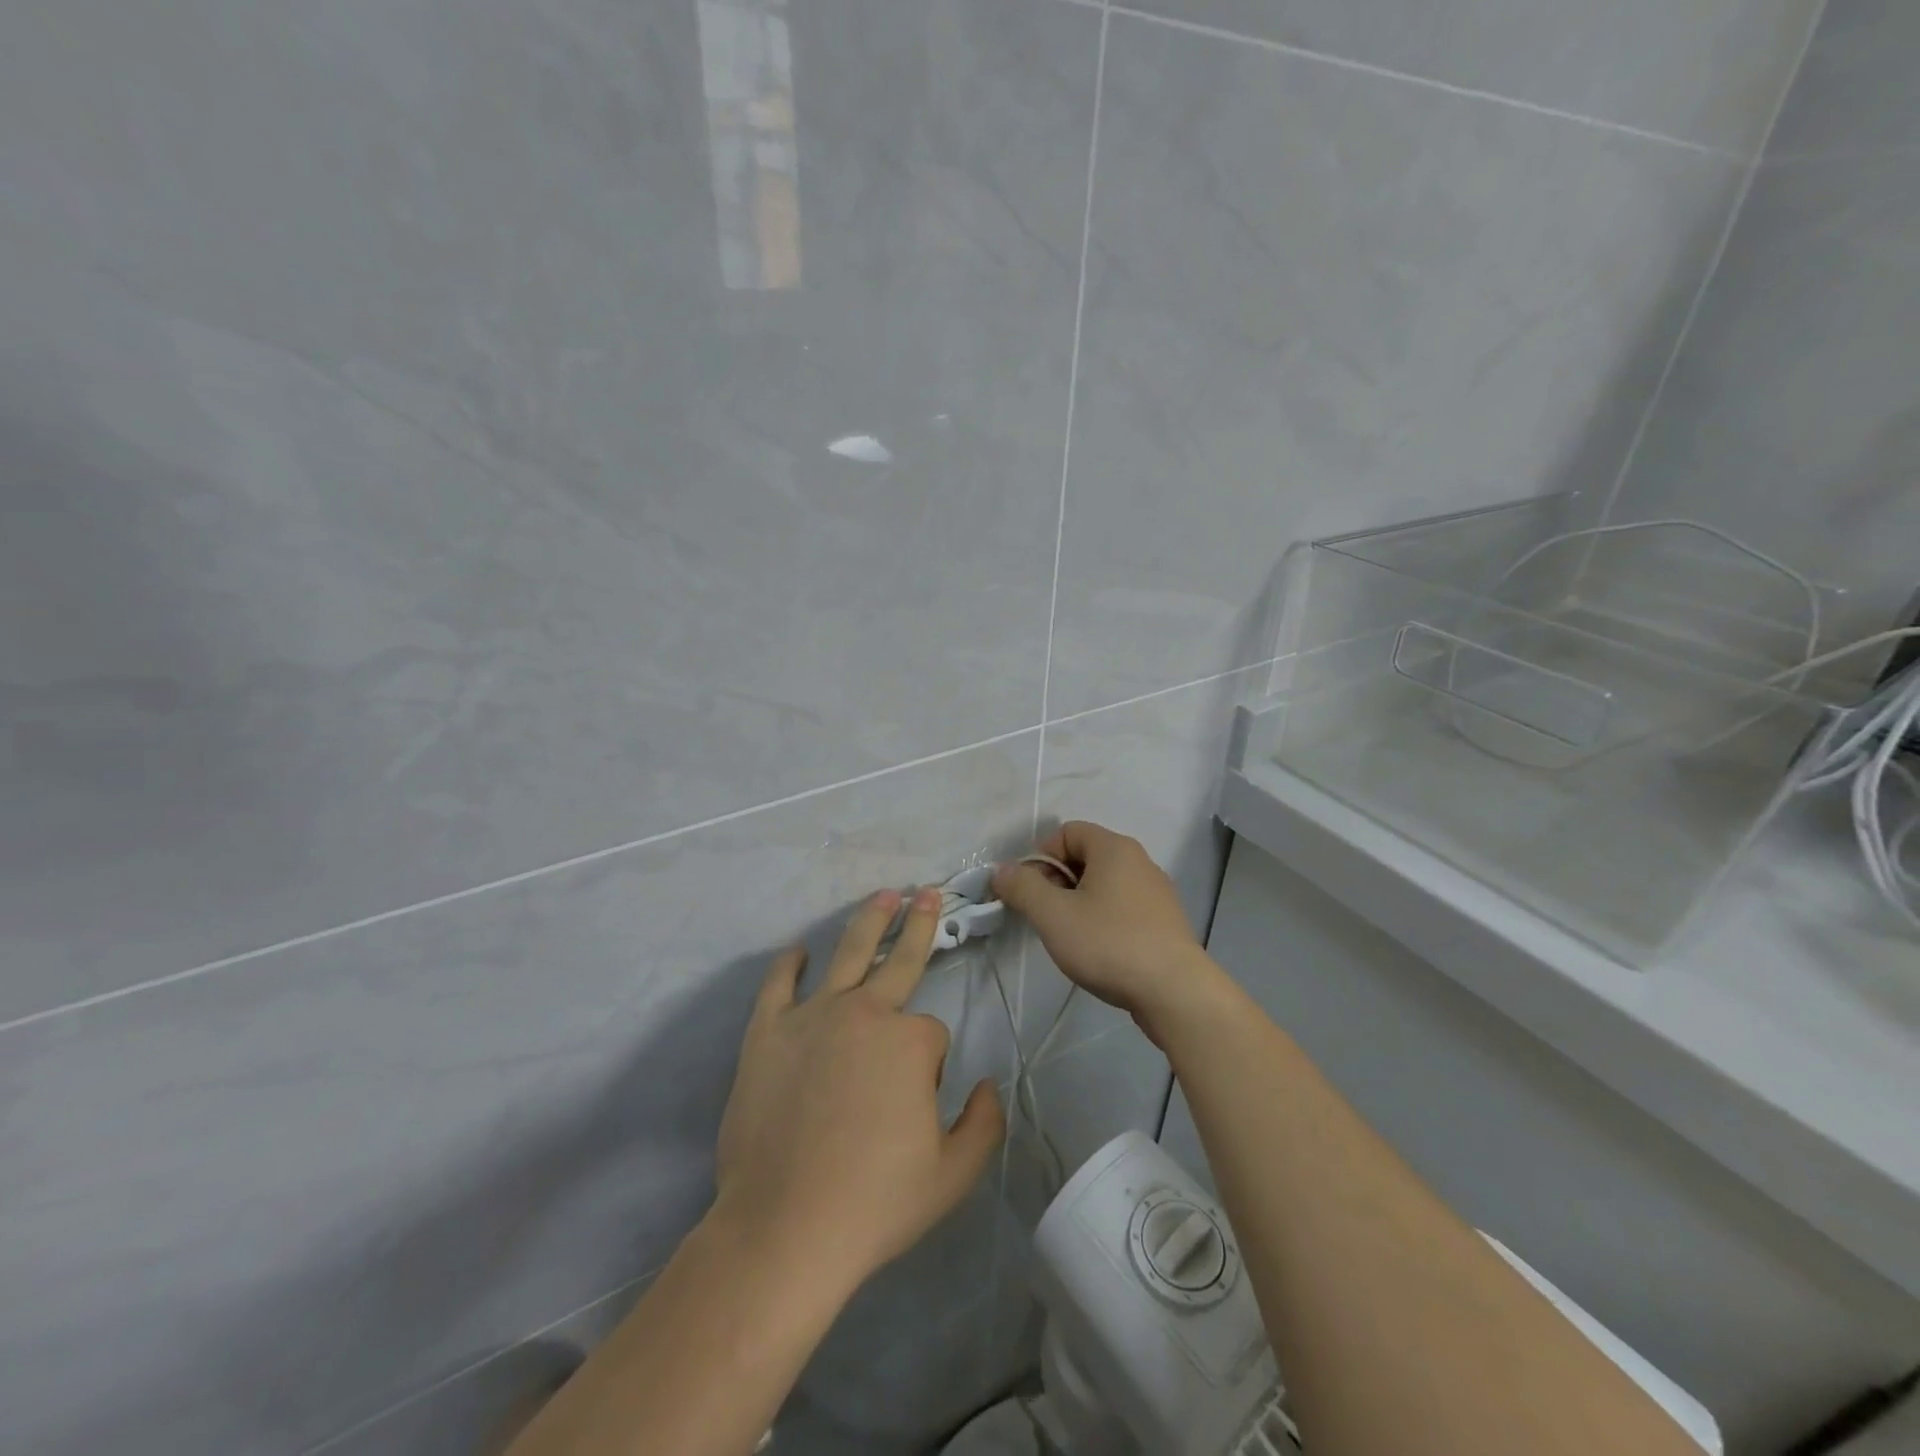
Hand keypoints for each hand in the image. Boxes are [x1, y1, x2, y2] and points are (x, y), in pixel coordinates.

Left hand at [711, 887, 1004, 1302]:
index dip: (929, 1066)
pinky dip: (788, 965)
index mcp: (910, 1041)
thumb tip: (985, 1085)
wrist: (784, 1228)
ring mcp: (812, 1017)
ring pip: (846, 953)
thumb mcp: (953, 1174)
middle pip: (898, 959)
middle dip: (919, 925)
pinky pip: (778, 985)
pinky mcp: (767, 1033)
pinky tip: (797, 951)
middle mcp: (864, 1012)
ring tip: (883, 895)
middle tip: (927, 894)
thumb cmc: (875, 1202)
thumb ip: (983, 1123)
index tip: (913, 1102)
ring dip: (868, 921)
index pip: (932, 1033)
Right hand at [993, 821, 1225, 1042]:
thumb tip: (1001, 870)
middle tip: (1045, 916)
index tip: (1030, 892)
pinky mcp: (1164, 922)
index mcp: (1114, 848)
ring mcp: (1156, 892)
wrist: (1175, 992)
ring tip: (1070, 937)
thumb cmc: (1109, 943)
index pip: (1067, 832)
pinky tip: (1099, 950)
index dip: (1041, 856)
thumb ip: (1022, 887)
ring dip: (1079, 903)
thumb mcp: (1053, 915)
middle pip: (1086, 857)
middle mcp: (1139, 861)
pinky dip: (1104, 920)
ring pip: (1104, 885)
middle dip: (1057, 882)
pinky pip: (1123, 907)